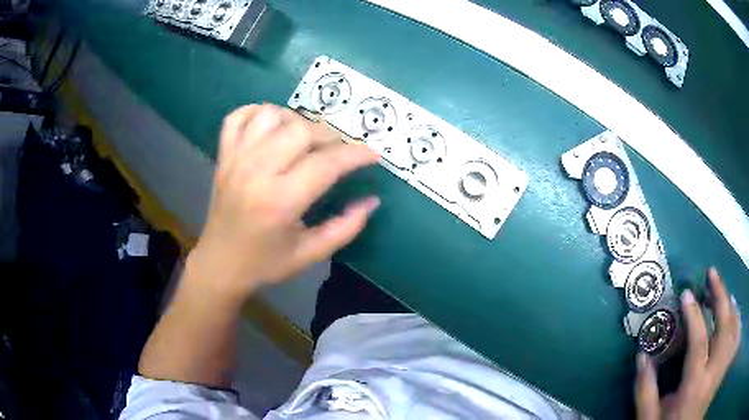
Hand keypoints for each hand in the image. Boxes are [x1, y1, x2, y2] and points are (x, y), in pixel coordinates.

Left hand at [186, 104, 379, 305]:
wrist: (220, 264)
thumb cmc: (265, 263)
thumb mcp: (310, 254)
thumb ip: (345, 228)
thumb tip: (372, 201)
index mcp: (280, 202)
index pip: (325, 163)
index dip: (355, 154)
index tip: (373, 155)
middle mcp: (256, 173)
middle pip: (300, 130)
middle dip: (328, 136)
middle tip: (337, 152)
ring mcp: (235, 160)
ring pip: (270, 115)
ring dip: (295, 120)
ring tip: (304, 139)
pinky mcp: (223, 156)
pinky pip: (238, 117)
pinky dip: (258, 113)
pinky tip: (272, 126)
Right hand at [635, 268, 741, 419]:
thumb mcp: (649, 419)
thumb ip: (645, 390)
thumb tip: (641, 357)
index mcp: (694, 384)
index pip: (699, 341)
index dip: (694, 315)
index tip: (687, 294)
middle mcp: (713, 372)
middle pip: (724, 325)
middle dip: (720, 296)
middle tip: (712, 275)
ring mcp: (721, 369)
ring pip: (733, 327)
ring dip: (730, 306)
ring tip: (724, 293)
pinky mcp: (723, 369)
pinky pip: (735, 337)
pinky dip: (737, 321)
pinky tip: (734, 314)